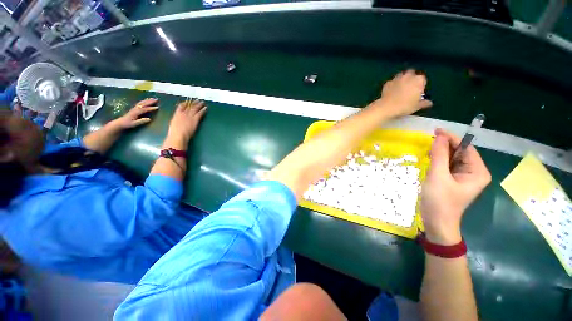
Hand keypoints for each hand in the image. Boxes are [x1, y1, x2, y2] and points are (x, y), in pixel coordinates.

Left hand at [114, 98, 158, 128]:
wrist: (120, 122)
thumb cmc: (128, 124)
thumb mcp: (134, 124)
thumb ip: (141, 121)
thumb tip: (149, 119)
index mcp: (136, 112)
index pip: (144, 109)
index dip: (151, 108)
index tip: (157, 107)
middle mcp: (135, 109)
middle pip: (143, 104)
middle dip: (150, 101)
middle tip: (156, 99)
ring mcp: (135, 108)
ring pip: (141, 102)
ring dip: (147, 100)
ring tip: (153, 98)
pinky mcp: (134, 108)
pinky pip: (140, 103)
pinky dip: (144, 101)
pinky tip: (147, 100)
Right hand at [167, 99, 206, 142]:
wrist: (178, 135)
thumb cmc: (174, 132)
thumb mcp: (173, 124)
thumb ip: (177, 120)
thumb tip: (179, 119)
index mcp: (177, 114)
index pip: (181, 106)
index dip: (185, 103)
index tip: (188, 101)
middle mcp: (183, 113)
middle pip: (189, 106)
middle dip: (194, 103)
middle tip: (198, 100)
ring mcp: (189, 116)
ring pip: (195, 108)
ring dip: (199, 105)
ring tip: (203, 102)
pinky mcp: (195, 119)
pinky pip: (200, 113)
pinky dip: (203, 110)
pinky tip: (205, 108)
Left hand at [376, 70, 432, 117]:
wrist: (387, 107)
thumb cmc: (405, 106)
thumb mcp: (417, 106)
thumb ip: (424, 103)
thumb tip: (429, 103)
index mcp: (419, 80)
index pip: (422, 79)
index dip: (420, 85)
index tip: (418, 91)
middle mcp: (408, 76)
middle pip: (412, 73)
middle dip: (411, 78)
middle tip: (409, 88)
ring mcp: (397, 78)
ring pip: (401, 75)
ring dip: (402, 79)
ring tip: (400, 88)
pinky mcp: (388, 83)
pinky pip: (392, 82)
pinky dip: (393, 85)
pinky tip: (391, 91)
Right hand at [420, 129, 490, 244]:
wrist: (437, 222)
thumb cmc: (440, 201)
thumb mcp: (438, 176)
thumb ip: (438, 155)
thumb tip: (438, 136)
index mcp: (477, 171)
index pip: (466, 148)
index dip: (451, 138)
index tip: (435, 131)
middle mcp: (474, 172)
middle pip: (460, 152)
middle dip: (445, 146)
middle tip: (428, 141)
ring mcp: (464, 177)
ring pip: (452, 158)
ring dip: (440, 153)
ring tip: (427, 151)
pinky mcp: (454, 180)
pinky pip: (448, 165)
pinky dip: (438, 161)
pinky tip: (429, 160)